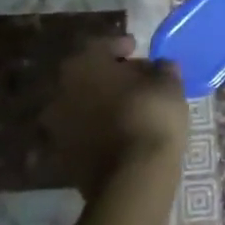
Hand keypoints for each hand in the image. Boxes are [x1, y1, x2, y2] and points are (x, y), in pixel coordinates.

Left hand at [43, 41, 189, 196]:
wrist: (132, 179)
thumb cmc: (150, 116)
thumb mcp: (168, 84)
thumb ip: (162, 69)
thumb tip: (159, 67)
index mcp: (83, 63)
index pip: (102, 46)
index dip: (121, 46)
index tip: (137, 49)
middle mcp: (61, 89)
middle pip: (88, 75)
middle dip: (109, 75)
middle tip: (134, 80)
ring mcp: (56, 125)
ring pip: (82, 104)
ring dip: (100, 103)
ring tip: (127, 108)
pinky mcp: (60, 157)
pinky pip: (81, 133)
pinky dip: (96, 129)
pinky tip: (117, 133)